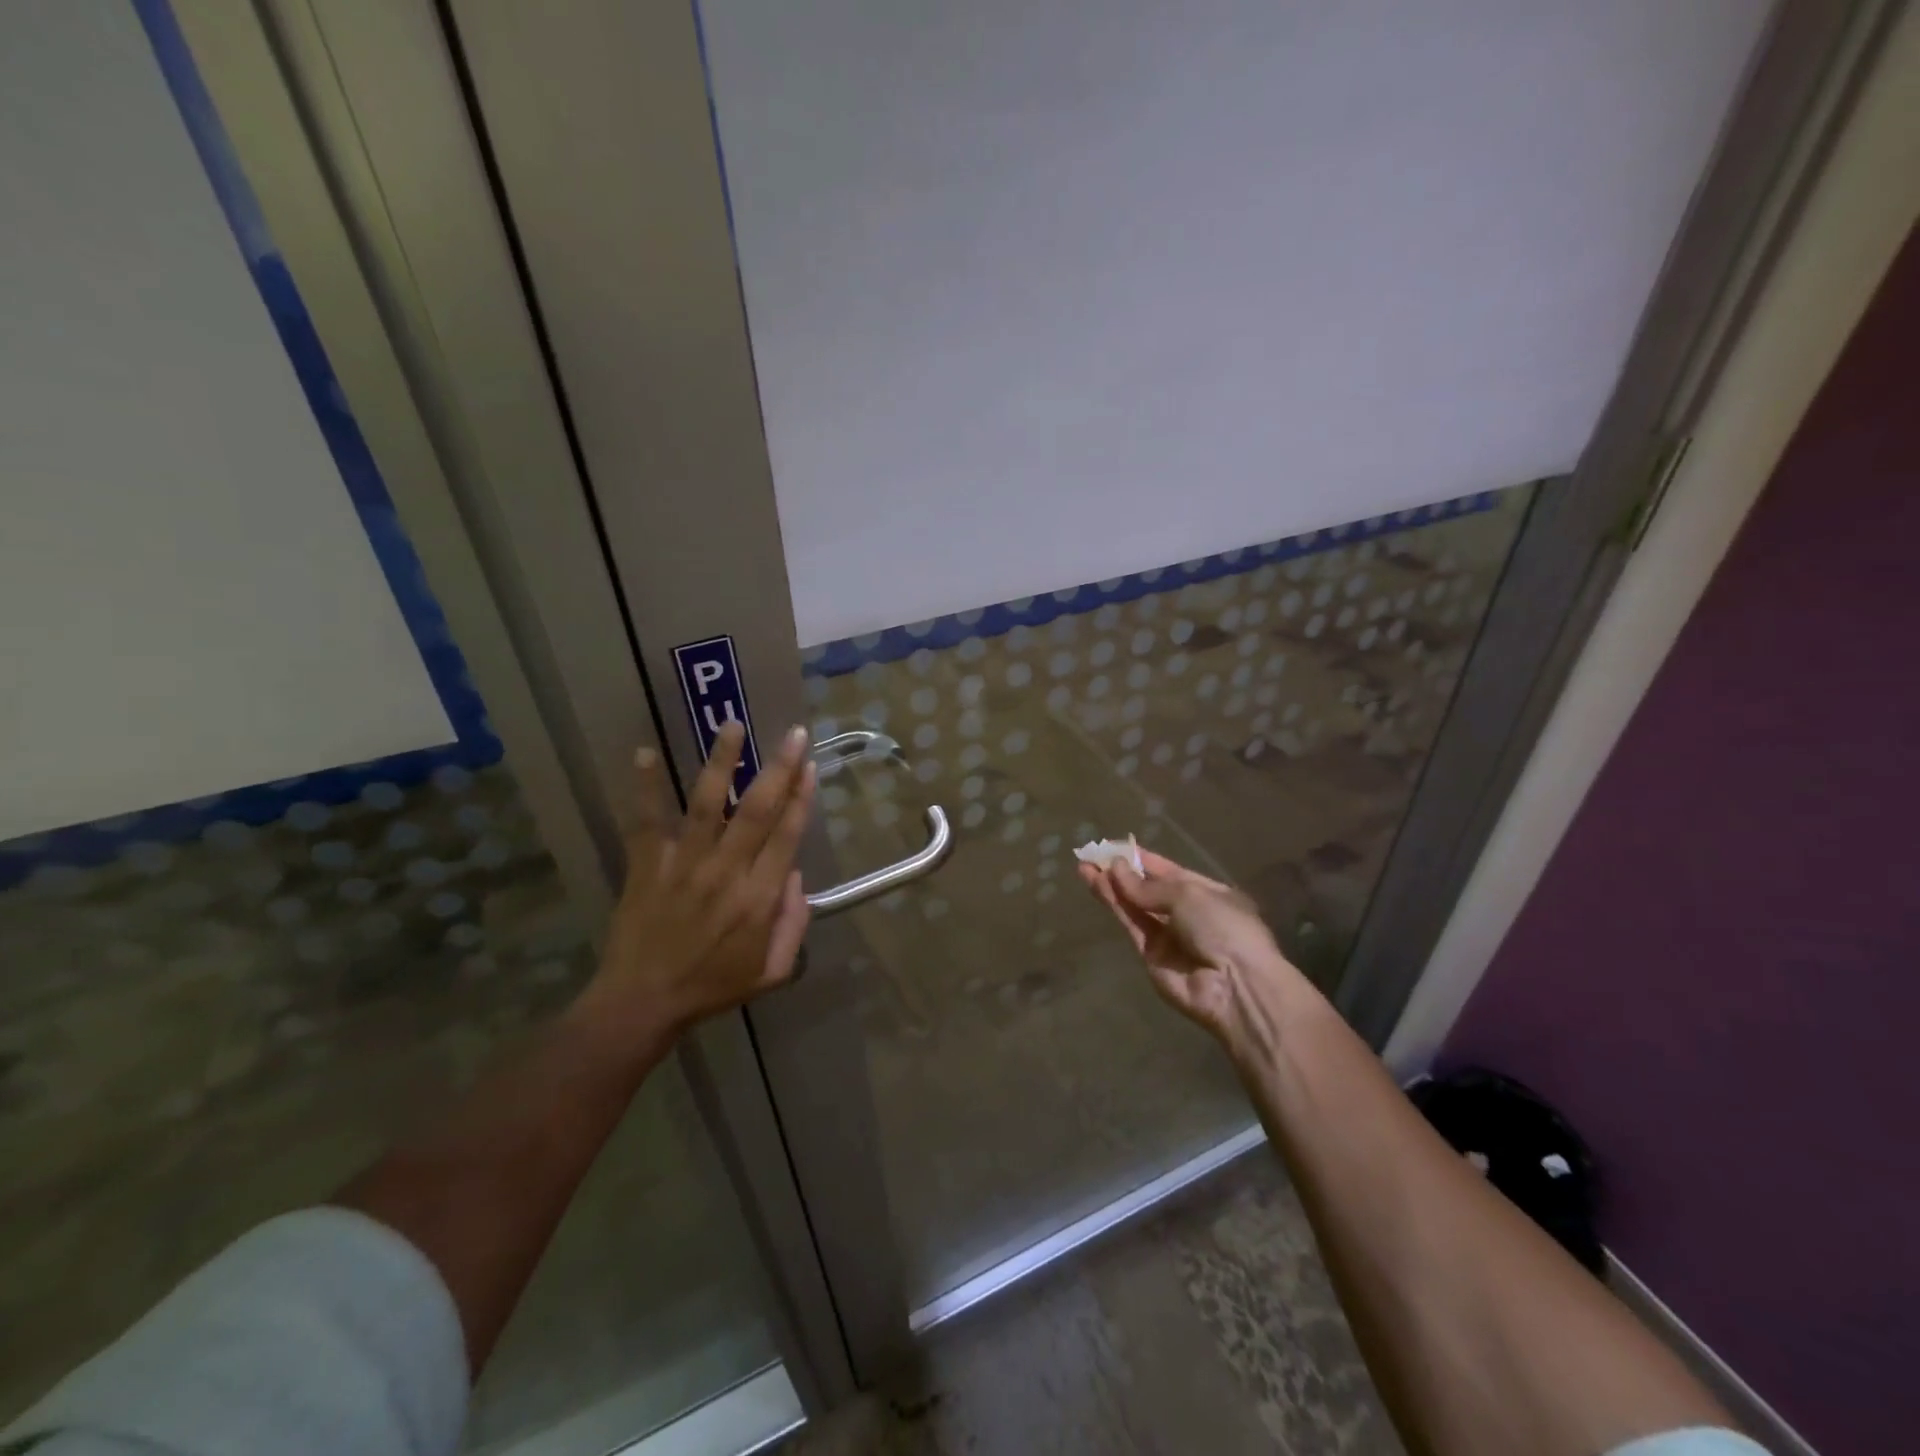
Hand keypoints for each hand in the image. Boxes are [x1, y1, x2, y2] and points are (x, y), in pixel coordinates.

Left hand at [572, 721, 815, 1052]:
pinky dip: (645, 787)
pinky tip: (643, 752)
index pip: (787, 836)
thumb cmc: (712, 987)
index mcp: (758, 899)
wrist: (642, 1004)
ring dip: (722, 763)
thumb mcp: (771, 972)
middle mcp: (726, 872)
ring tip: (732, 725)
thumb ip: (793, 924)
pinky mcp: (646, 865)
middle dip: (779, 769)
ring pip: (707, 804)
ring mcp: (683, 865)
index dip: (802, 798)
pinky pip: (646, 821)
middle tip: (792, 733)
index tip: (810, 765)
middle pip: (757, 810)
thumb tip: (795, 875)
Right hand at [1079, 848, 1314, 1061]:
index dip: (1143, 860)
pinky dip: (1115, 905)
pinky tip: (1098, 885)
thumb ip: (1147, 886)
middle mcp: (1188, 914)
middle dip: (1122, 872)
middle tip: (1092, 855)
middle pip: (1148, 889)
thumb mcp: (1189, 894)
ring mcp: (1169, 936)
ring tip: (1084, 866)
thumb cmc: (1223, 927)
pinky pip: (1131, 924)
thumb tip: (1116, 870)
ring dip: (1111, 886)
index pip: (1170, 872)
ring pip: (1134, 906)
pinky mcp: (1150, 955)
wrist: (1234, 986)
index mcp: (1209, 894)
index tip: (1117, 847)